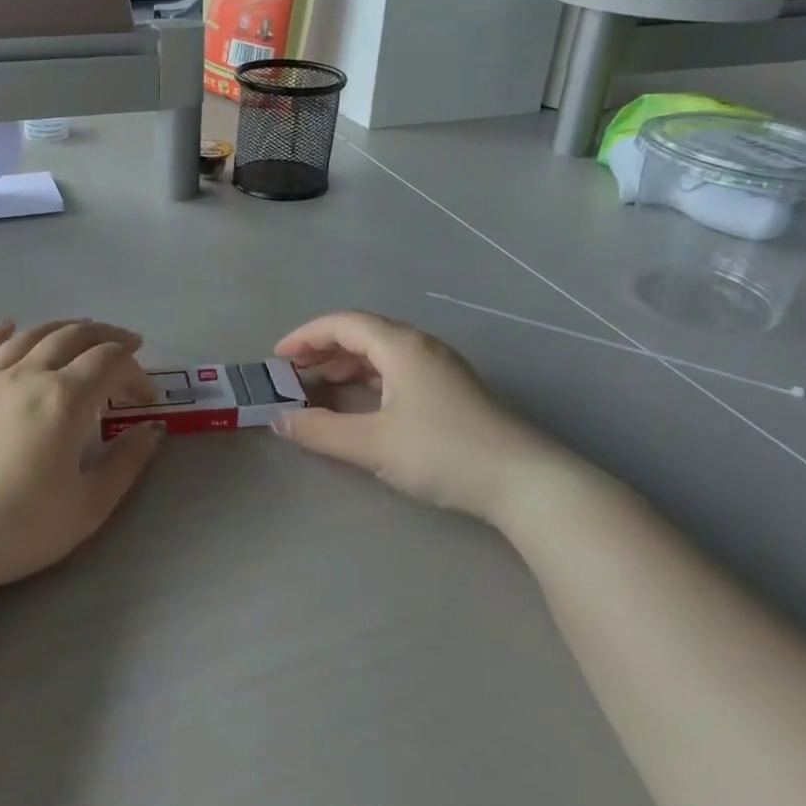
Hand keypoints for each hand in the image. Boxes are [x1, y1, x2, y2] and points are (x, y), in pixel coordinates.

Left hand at [0, 319, 164, 592]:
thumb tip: (151, 430)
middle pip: (72, 337)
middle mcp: (28, 375)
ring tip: (79, 331)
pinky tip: (9, 326)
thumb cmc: (20, 527)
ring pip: (30, 337)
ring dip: (61, 328)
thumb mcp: (89, 505)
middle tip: (126, 344)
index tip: (147, 398)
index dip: (136, 371)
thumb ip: (126, 462)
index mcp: (66, 398)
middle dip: (106, 337)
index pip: (110, 362)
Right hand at [272, 311, 579, 527]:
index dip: (306, 336)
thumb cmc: (444, 453)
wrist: (527, 482)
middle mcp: (422, 347)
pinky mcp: (454, 390)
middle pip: (363, 333)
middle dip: (324, 349)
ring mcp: (442, 368)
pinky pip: (400, 370)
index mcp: (401, 346)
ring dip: (348, 364)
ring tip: (322, 386)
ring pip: (383, 352)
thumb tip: (279, 419)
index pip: (344, 323)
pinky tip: (363, 403)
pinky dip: (371, 378)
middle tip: (294, 373)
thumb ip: (321, 431)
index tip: (278, 358)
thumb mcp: (374, 445)